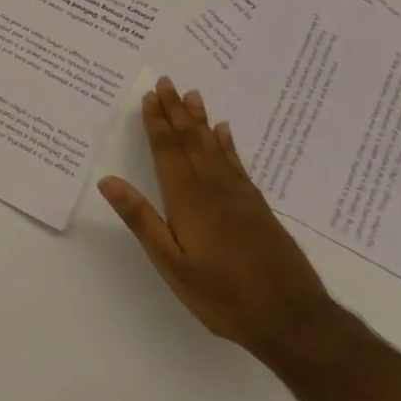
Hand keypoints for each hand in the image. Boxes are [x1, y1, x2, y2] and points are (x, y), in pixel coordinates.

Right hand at [98, 78, 332, 359]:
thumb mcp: (171, 263)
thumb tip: (108, 180)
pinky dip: (229, 144)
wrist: (292, 318)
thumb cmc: (222, 294)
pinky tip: (225, 132)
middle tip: (167, 82)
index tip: (149, 96)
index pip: (168, 151)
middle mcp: (214, 188)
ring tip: (193, 95)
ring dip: (201, 120)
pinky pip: (238, 164)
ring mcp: (240, 196)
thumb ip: (141, 219)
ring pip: (215, 147)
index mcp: (188, 199)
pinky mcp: (258, 208)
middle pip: (191, 141)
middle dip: (176, 111)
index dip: (157, 123)